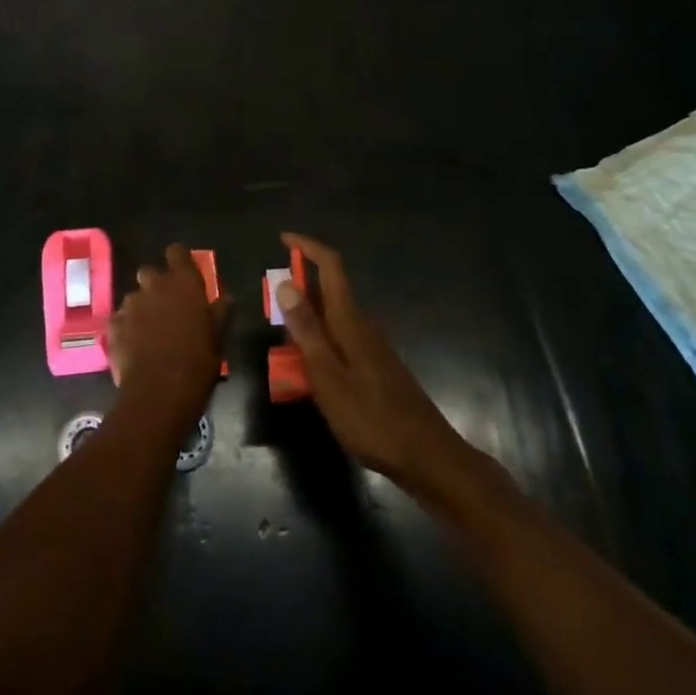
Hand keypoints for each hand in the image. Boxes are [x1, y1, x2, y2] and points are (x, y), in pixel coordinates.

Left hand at [107, 244, 229, 431]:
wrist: (158, 395)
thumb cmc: (197, 362)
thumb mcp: (218, 337)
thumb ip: (220, 311)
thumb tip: (226, 298)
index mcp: (183, 282)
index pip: (177, 251)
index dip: (179, 261)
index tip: (184, 274)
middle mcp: (154, 285)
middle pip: (150, 271)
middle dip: (156, 285)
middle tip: (167, 308)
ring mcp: (130, 305)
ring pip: (134, 297)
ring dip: (141, 308)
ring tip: (150, 333)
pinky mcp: (113, 326)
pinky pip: (120, 320)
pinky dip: (126, 329)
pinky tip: (134, 348)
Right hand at [274, 232, 469, 494]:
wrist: (425, 455)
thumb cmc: (371, 417)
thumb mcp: (328, 376)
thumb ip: (306, 330)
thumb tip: (285, 284)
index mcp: (350, 319)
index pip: (330, 265)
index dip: (307, 246)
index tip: (282, 239)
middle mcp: (362, 324)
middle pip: (329, 289)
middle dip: (299, 286)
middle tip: (270, 304)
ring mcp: (371, 345)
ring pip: (333, 316)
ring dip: (307, 317)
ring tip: (282, 341)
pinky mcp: (375, 365)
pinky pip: (340, 338)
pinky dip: (319, 340)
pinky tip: (308, 370)